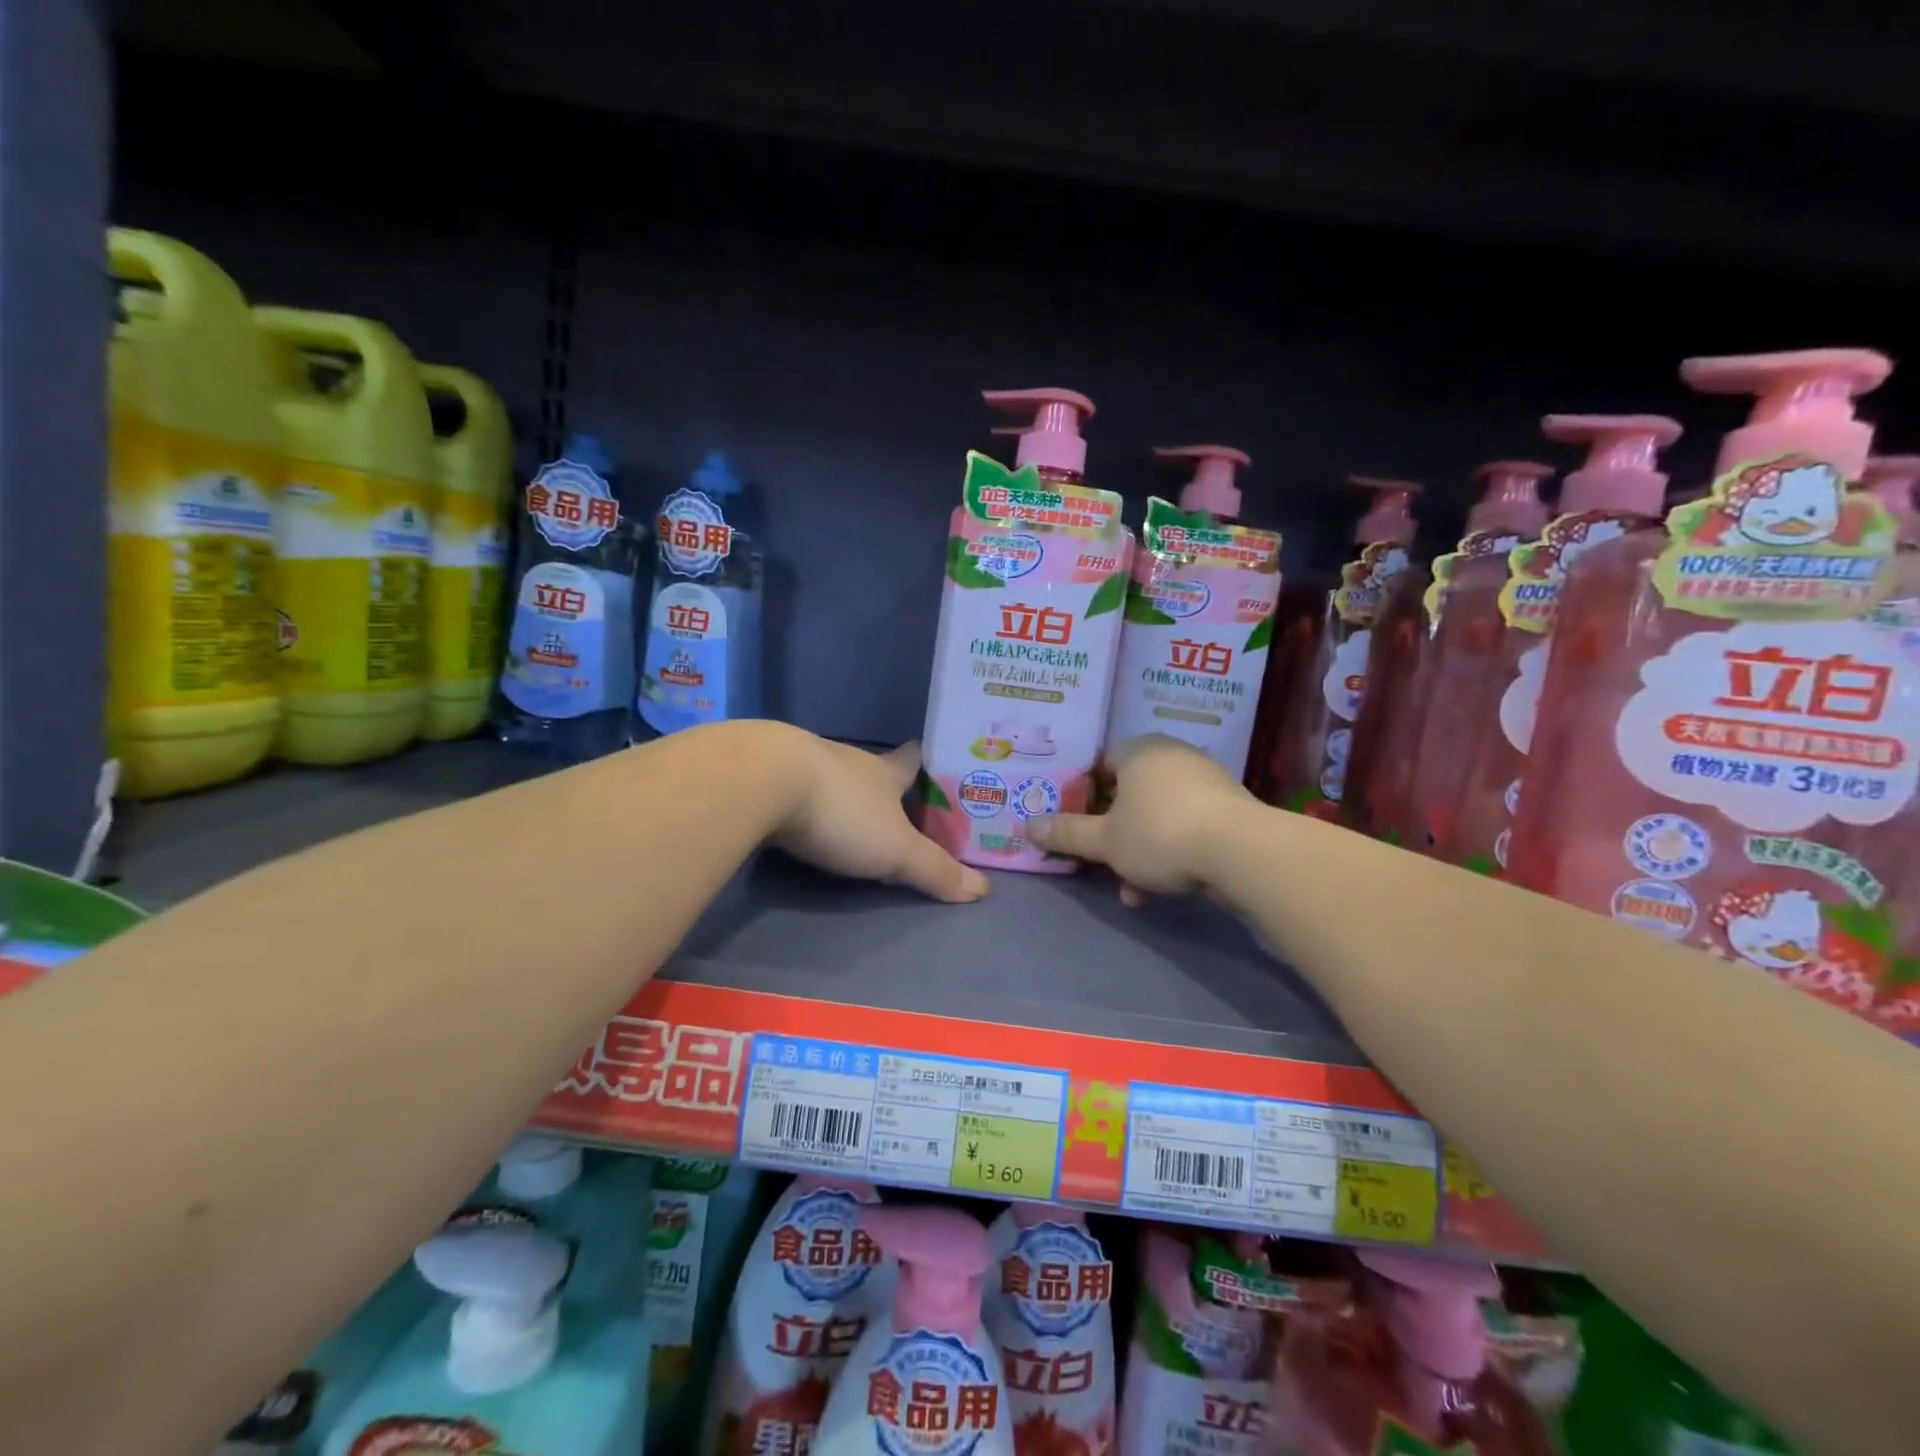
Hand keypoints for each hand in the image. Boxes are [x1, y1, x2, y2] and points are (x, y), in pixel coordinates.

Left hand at [772, 736, 989, 903]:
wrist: (761, 781)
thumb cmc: (841, 811)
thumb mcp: (895, 850)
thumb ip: (934, 870)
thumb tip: (983, 889)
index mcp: (883, 771)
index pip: (912, 762)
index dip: (925, 764)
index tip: (933, 766)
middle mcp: (846, 760)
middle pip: (871, 771)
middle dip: (881, 788)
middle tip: (893, 807)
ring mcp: (802, 763)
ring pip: (830, 778)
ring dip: (838, 795)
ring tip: (845, 817)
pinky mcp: (765, 775)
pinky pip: (791, 788)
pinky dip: (798, 802)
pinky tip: (793, 817)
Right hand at [1028, 735, 1246, 901]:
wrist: (1242, 852)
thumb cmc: (1160, 833)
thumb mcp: (1105, 840)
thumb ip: (1067, 833)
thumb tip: (1027, 826)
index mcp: (1139, 751)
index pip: (1101, 762)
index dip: (1084, 793)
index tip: (1076, 821)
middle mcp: (1172, 756)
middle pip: (1130, 793)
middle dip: (1113, 831)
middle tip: (1100, 858)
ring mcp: (1205, 781)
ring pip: (1158, 815)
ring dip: (1140, 850)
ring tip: (1131, 888)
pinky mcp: (1229, 809)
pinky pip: (1186, 827)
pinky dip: (1170, 853)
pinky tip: (1160, 890)